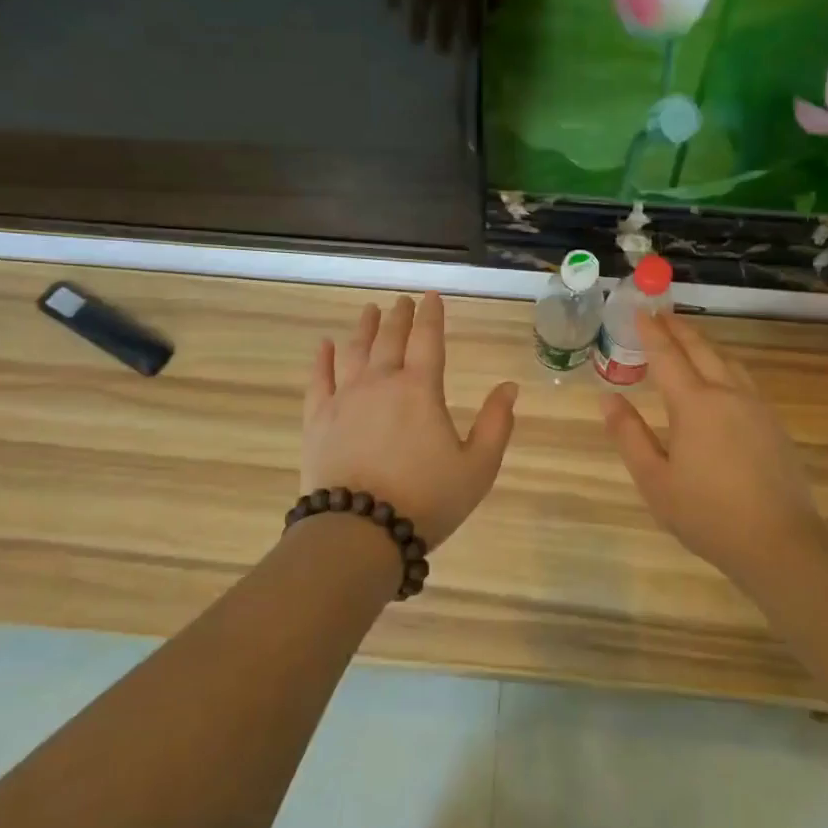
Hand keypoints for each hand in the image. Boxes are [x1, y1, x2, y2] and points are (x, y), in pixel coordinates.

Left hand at [302, 293, 518, 549]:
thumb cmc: (426, 500)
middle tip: (402, 301)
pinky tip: (323, 345)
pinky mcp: (318, 419)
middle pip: (390, 338)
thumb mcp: (477, 468)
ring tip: (369, 311)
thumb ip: (496, 424)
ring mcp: (344, 398)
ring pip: (354, 351)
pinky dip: (322, 359)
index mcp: (420, 389)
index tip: (432, 296)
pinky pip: (319, 379)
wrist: (360, 531)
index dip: (431, 315)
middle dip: (398, 316)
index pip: (428, 339)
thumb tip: (509, 387)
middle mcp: (380, 383)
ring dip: (363, 328)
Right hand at [602, 310, 827, 584]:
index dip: (651, 332)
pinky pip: (744, 379)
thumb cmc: (707, 514)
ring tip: (687, 341)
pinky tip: (719, 379)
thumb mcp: (654, 480)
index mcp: (694, 404)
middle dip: (679, 328)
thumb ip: (629, 435)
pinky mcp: (773, 424)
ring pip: (728, 360)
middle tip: (660, 315)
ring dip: (704, 344)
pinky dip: (723, 364)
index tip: (639, 311)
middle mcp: (727, 394)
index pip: (667, 355)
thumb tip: (608, 398)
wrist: (779, 543)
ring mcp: (756, 407)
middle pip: (701, 348)